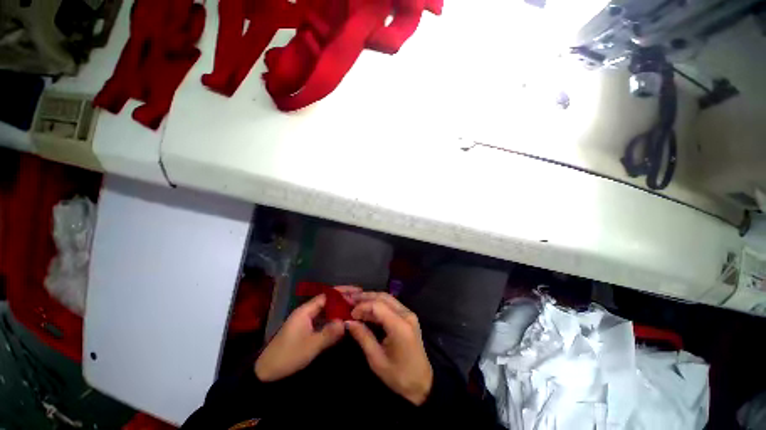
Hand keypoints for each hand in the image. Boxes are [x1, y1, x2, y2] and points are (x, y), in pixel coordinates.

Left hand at [255, 288, 357, 381]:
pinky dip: (334, 317)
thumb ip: (329, 333)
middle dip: (343, 298)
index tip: (357, 292)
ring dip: (339, 307)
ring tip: (355, 307)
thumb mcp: (310, 346)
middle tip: (359, 299)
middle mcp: (306, 311)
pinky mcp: (306, 329)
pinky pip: (323, 318)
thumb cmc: (287, 357)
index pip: (327, 295)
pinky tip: (342, 320)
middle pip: (328, 300)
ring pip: (326, 309)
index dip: (342, 292)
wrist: (266, 373)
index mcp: (305, 310)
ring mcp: (306, 320)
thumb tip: (345, 322)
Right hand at [346, 292, 432, 405]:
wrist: (422, 383)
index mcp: (400, 326)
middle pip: (383, 297)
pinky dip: (378, 305)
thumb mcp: (377, 359)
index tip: (350, 315)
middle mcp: (406, 314)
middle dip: (366, 297)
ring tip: (356, 303)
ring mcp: (409, 314)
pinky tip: (368, 310)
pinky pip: (392, 305)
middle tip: (350, 300)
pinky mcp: (408, 317)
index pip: (378, 306)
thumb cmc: (399, 376)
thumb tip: (348, 322)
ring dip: (372, 299)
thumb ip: (363, 337)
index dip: (362, 306)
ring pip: (388, 299)